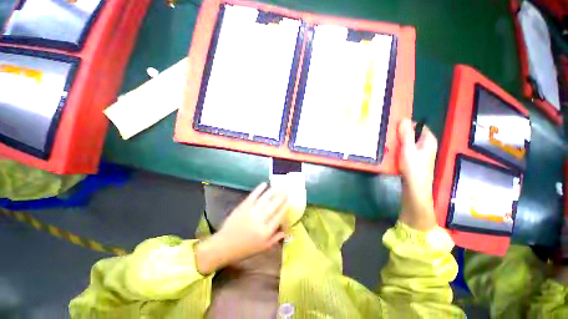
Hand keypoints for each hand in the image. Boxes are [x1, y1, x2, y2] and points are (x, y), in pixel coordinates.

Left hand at [195, 183, 287, 274]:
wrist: (224, 246)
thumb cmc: (245, 249)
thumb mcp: (263, 248)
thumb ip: (275, 238)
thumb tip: (286, 230)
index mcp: (266, 232)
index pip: (279, 216)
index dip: (285, 207)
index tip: (290, 200)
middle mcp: (260, 221)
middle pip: (274, 206)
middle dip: (282, 196)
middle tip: (287, 189)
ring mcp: (251, 212)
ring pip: (265, 199)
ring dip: (273, 191)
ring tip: (279, 185)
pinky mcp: (243, 207)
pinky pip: (253, 196)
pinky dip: (259, 189)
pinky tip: (265, 184)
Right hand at [398, 119, 437, 230]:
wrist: (415, 188)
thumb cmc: (413, 168)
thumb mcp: (408, 149)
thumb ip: (406, 135)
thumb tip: (404, 119)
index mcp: (428, 140)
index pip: (418, 126)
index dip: (407, 125)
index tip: (394, 126)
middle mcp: (426, 145)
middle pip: (413, 134)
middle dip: (400, 134)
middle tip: (388, 135)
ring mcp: (421, 153)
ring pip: (408, 143)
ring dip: (398, 142)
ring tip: (387, 143)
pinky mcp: (414, 160)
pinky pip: (406, 150)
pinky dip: (399, 149)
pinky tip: (391, 152)